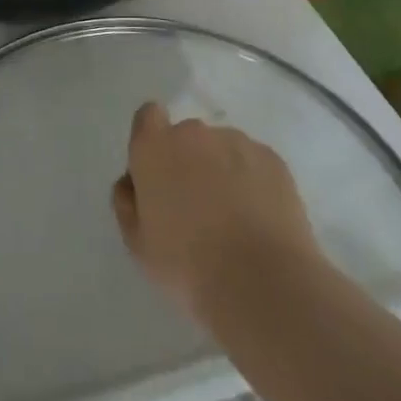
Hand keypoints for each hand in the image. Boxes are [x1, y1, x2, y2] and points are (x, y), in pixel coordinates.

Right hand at [112, 103, 320, 321]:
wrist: (262, 283)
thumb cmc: (187, 266)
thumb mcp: (138, 244)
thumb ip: (127, 203)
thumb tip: (132, 183)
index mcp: (155, 147)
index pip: (148, 117)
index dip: (153, 140)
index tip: (159, 173)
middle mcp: (193, 133)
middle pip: (187, 137)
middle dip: (189, 162)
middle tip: (197, 208)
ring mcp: (237, 142)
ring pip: (222, 149)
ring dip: (222, 171)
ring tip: (234, 220)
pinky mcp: (273, 159)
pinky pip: (254, 163)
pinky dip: (253, 182)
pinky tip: (259, 220)